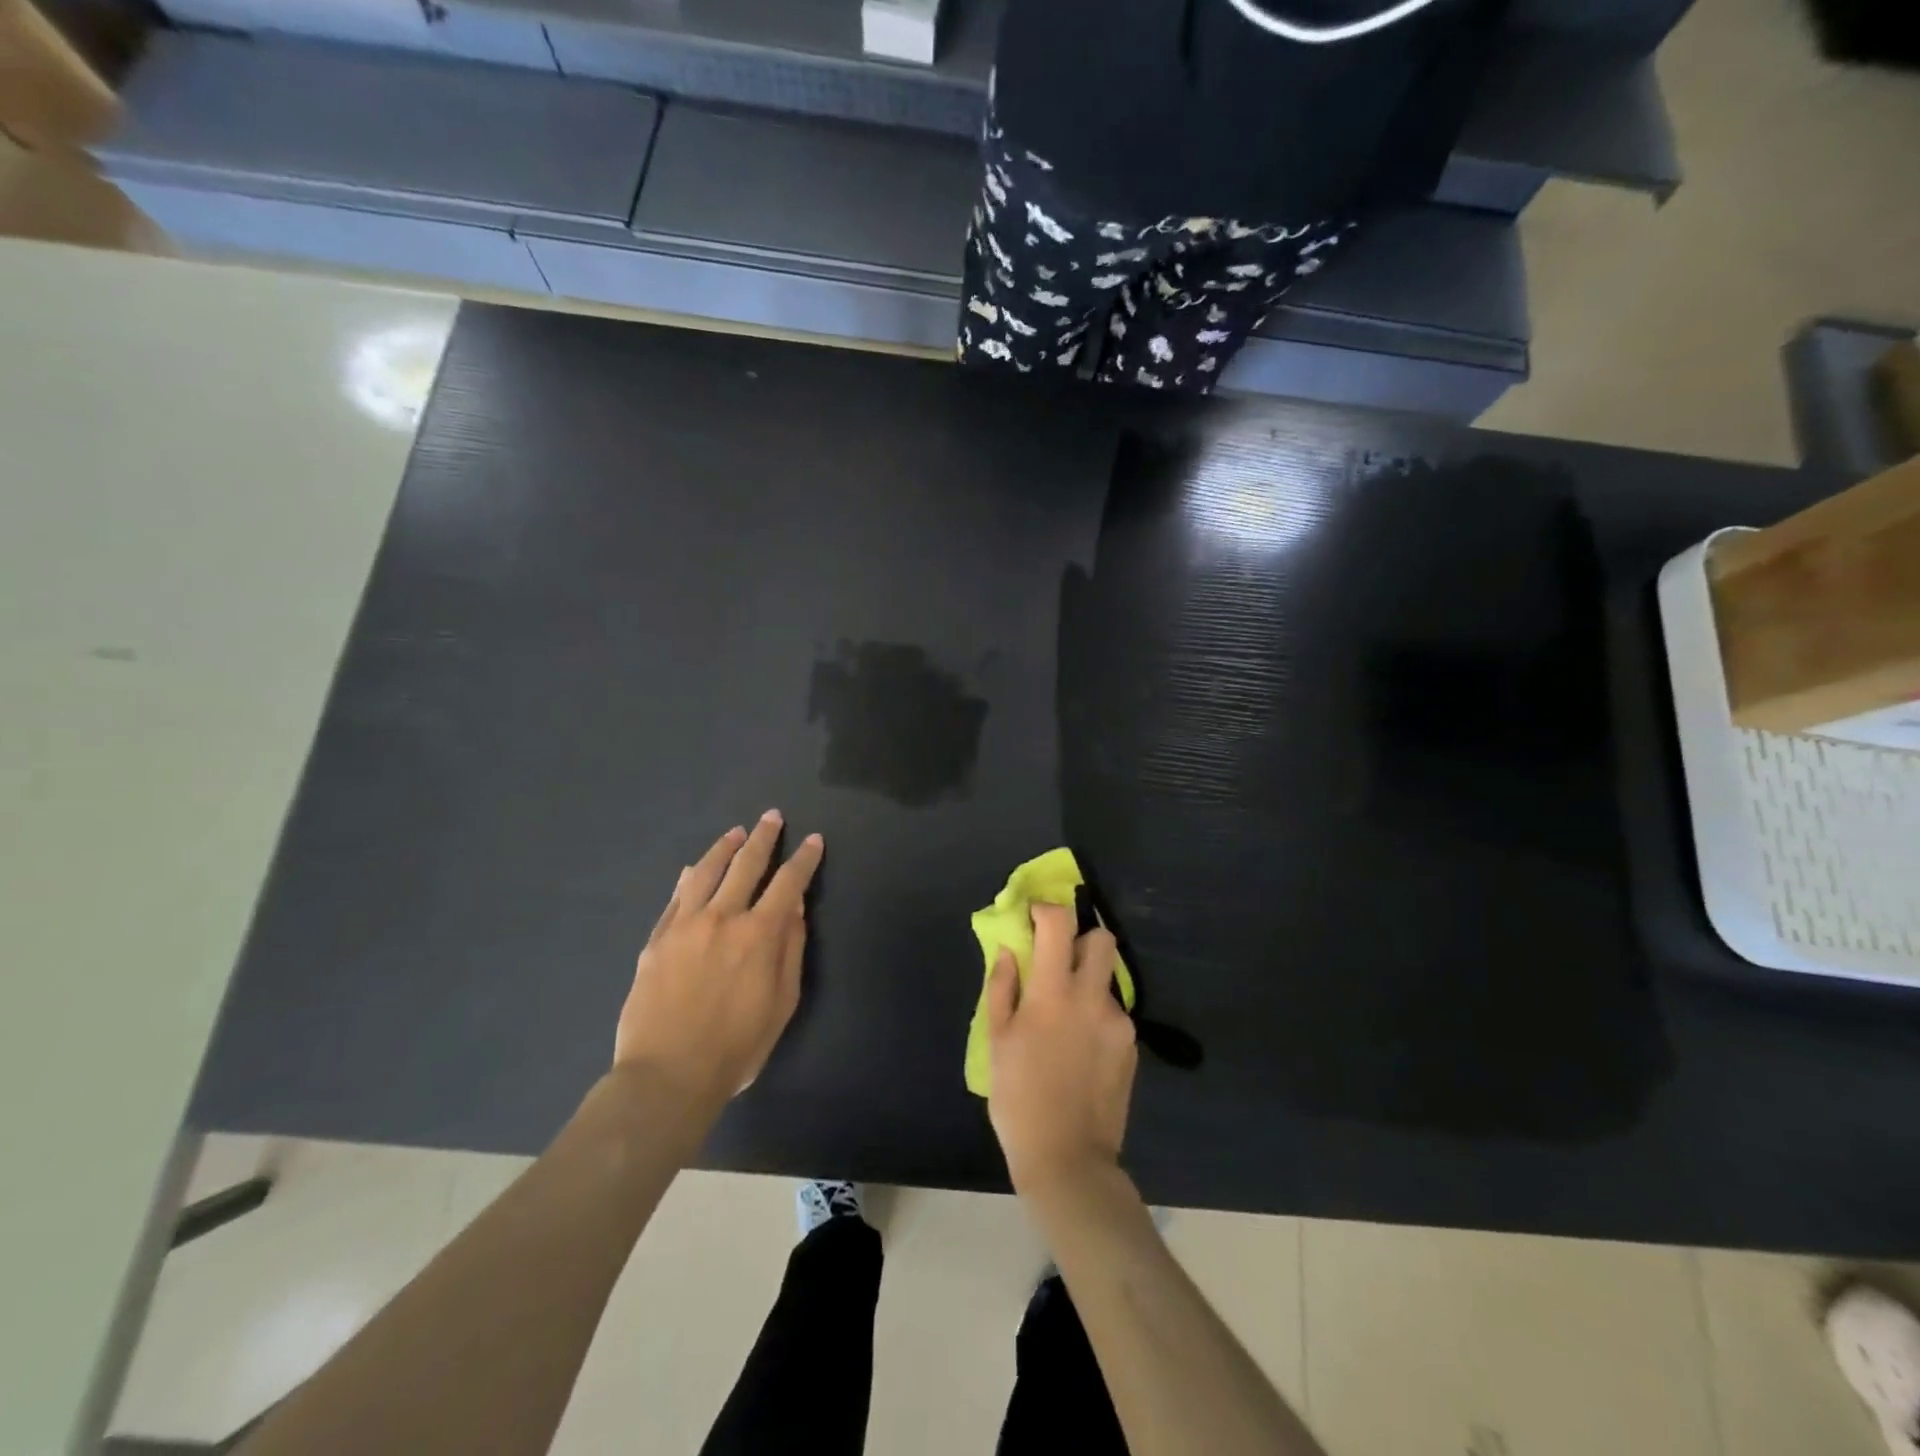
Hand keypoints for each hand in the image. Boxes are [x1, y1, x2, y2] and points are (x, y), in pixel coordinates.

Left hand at [614, 812, 823, 1108]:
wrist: (666, 1076)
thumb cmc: (736, 1047)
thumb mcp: (781, 1003)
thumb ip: (790, 949)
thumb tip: (794, 906)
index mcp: (759, 934)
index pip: (788, 882)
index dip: (804, 859)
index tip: (813, 840)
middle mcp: (722, 918)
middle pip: (746, 865)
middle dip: (764, 838)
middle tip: (772, 817)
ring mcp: (684, 926)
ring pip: (705, 872)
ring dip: (724, 848)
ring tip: (736, 833)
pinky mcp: (657, 940)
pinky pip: (675, 898)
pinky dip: (688, 879)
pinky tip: (692, 869)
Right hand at [986, 902, 1137, 1194]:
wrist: (1068, 1158)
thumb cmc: (1019, 1098)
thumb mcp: (997, 1041)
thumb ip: (1003, 988)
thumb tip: (1011, 951)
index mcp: (1053, 993)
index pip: (1060, 924)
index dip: (1047, 910)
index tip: (1034, 917)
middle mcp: (1092, 998)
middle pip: (1102, 939)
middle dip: (1081, 938)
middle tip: (1060, 960)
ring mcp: (1118, 1022)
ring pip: (1108, 978)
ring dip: (1088, 981)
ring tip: (1066, 1017)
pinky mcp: (1131, 1046)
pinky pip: (1114, 1012)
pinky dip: (1096, 1015)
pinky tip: (1081, 1049)